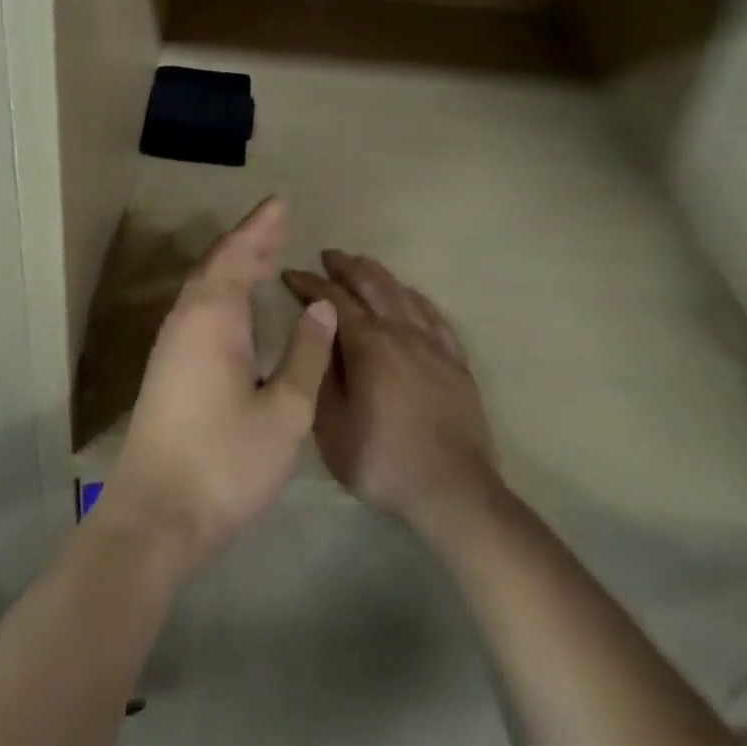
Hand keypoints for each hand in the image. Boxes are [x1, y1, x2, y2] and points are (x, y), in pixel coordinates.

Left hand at [99, 198, 337, 579]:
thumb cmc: (225, 463)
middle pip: (218, 263)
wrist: (155, 517)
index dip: (260, 226)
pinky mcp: (167, 366)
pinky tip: (238, 306)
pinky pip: (199, 307)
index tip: (281, 203)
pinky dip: (223, 290)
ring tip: (266, 256)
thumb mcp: (284, 413)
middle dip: (249, 241)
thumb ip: (305, 354)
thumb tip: (320, 306)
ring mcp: (171, 343)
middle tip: (280, 224)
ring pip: (205, 285)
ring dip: (234, 264)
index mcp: (214, 317)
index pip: (238, 254)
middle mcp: (187, 318)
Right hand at [282, 252, 500, 535]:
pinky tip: (408, 295)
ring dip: (377, 274)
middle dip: (345, 266)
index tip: (291, 273)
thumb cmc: (383, 460)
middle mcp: (400, 330)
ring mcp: (432, 343)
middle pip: (371, 283)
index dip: (309, 283)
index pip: (332, 299)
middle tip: (327, 256)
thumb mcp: (331, 427)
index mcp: (368, 343)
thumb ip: (320, 374)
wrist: (453, 490)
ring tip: (361, 265)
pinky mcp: (455, 360)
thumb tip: (313, 334)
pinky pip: (433, 314)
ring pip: (402, 292)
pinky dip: (414, 296)